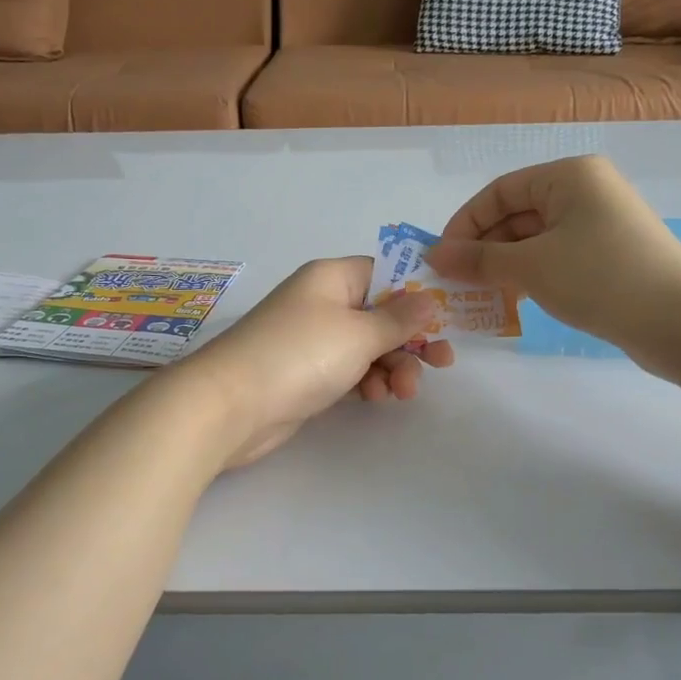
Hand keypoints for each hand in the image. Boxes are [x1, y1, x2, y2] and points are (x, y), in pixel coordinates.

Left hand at [175, 257, 454, 466]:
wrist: (231, 406)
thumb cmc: (299, 355)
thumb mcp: (358, 333)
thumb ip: (399, 318)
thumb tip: (429, 296)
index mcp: (331, 278)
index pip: (384, 273)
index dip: (418, 291)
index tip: (449, 315)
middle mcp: (322, 303)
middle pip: (381, 313)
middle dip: (411, 338)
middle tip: (442, 363)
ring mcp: (313, 340)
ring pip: (368, 346)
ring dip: (393, 366)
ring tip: (403, 392)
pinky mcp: (307, 373)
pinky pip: (350, 370)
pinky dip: (368, 382)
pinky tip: (376, 398)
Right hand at [423, 155, 680, 383]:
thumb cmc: (600, 277)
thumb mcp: (531, 266)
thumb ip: (479, 259)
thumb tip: (435, 255)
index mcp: (568, 176)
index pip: (500, 191)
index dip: (465, 223)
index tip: (442, 259)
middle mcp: (585, 191)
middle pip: (517, 214)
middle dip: (484, 248)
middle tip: (457, 283)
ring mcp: (600, 224)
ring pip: (535, 239)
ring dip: (504, 265)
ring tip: (479, 295)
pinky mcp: (610, 255)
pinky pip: (556, 257)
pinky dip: (531, 275)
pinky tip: (514, 300)